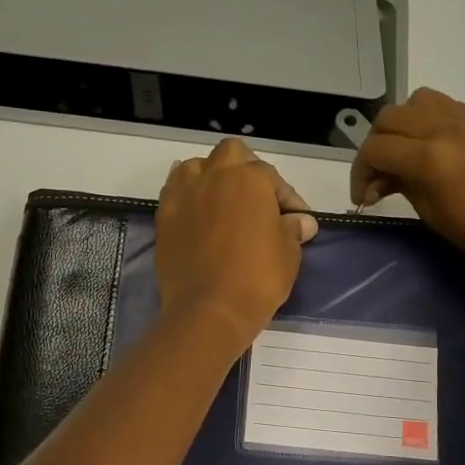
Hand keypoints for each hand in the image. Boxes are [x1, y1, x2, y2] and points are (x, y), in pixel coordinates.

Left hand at [157, 139, 317, 346]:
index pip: (273, 178)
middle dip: (245, 170)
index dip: (288, 199)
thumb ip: (293, 230)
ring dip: (211, 177)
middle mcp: (213, 176)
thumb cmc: (258, 278)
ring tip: (223, 202)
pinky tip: (198, 214)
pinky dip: (188, 197)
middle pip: (231, 154)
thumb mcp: (289, 254)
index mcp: (249, 178)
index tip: (297, 221)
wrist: (209, 309)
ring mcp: (184, 194)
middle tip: (257, 199)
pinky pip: (175, 192)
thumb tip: (301, 222)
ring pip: (197, 167)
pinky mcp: (163, 217)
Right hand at [350, 88, 464, 288]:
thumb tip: (384, 176)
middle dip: (375, 146)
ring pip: (418, 102)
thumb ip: (404, 185)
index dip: (360, 173)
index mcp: (432, 157)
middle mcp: (447, 127)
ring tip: (406, 155)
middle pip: (390, 118)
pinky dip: (429, 121)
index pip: (376, 149)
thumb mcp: (434, 216)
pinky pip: (447, 107)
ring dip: (402, 125)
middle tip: (379, 177)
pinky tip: (435, 150)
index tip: (363, 197)